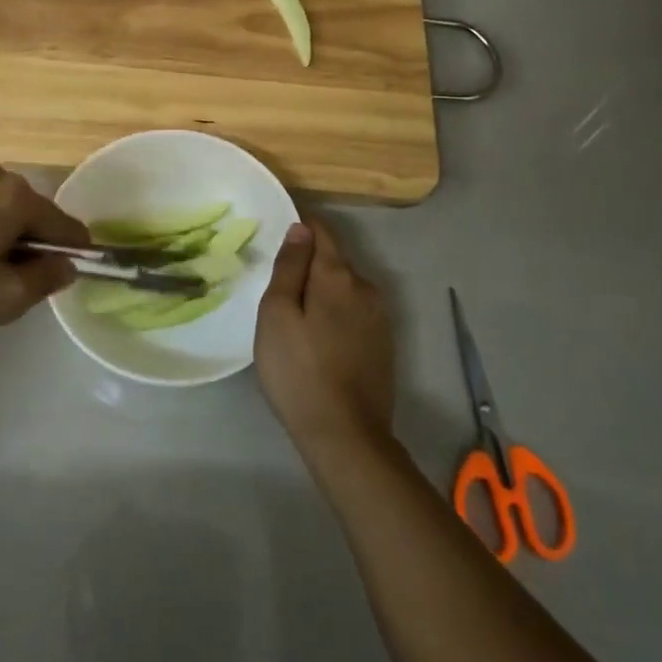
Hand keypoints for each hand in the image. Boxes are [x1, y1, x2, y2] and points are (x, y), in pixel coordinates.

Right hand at [254, 217, 395, 453]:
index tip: (276, 238)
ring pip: (345, 288)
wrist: (345, 435)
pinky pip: (355, 312)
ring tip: (296, 317)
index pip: (321, 231)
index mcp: (338, 276)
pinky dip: (336, 314)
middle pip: (334, 260)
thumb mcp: (277, 314)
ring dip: (323, 292)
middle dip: (309, 264)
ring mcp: (380, 317)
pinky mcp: (384, 344)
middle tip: (278, 288)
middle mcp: (366, 288)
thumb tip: (301, 228)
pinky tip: (320, 340)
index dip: (299, 226)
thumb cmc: (299, 370)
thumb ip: (290, 267)